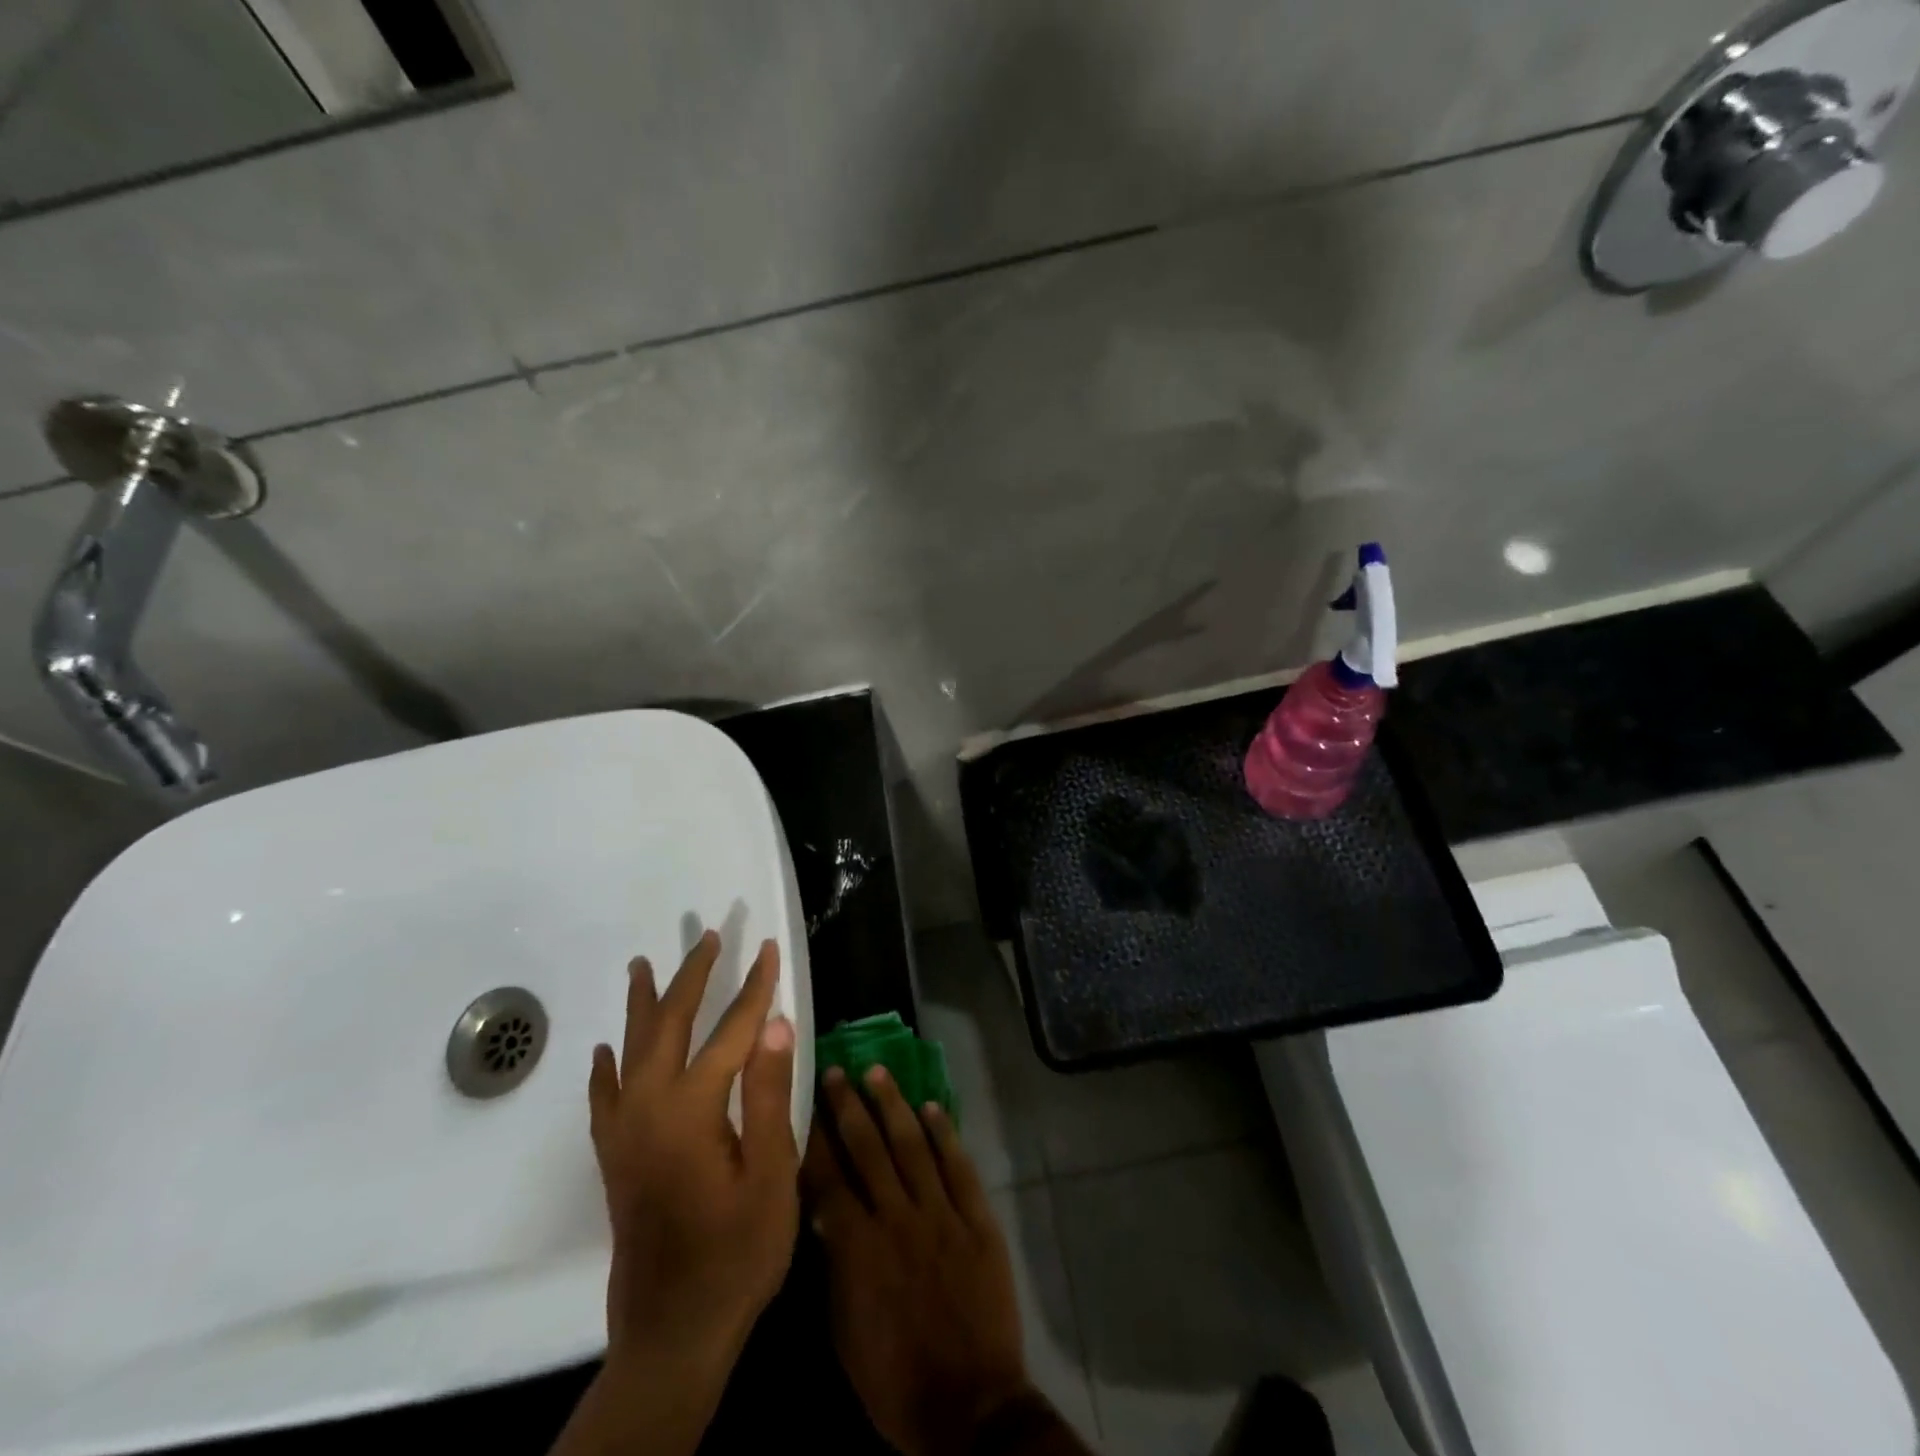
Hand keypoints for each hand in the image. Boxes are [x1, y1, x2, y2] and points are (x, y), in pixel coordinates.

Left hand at [587, 929, 799, 1371]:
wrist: (673, 1332)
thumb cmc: (738, 1252)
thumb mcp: (772, 1174)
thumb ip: (770, 1094)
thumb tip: (776, 1023)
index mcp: (692, 1109)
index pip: (731, 1031)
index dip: (755, 988)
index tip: (769, 949)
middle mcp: (648, 1108)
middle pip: (670, 1025)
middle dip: (692, 977)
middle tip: (707, 937)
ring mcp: (625, 1133)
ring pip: (631, 1050)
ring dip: (642, 1004)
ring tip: (642, 965)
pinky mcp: (615, 1158)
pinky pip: (604, 1096)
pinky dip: (607, 1066)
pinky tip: (607, 1050)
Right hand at [804, 1064, 1038, 1455]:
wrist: (971, 1408)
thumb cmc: (896, 1381)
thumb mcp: (846, 1334)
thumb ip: (836, 1267)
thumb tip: (826, 1213)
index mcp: (859, 1248)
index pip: (830, 1178)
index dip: (817, 1138)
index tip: (806, 1102)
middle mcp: (898, 1218)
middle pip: (869, 1149)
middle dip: (850, 1107)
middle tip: (837, 1070)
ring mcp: (941, 1214)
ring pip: (913, 1146)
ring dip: (894, 1105)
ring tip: (878, 1071)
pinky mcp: (977, 1219)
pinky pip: (958, 1166)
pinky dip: (946, 1134)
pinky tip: (933, 1107)